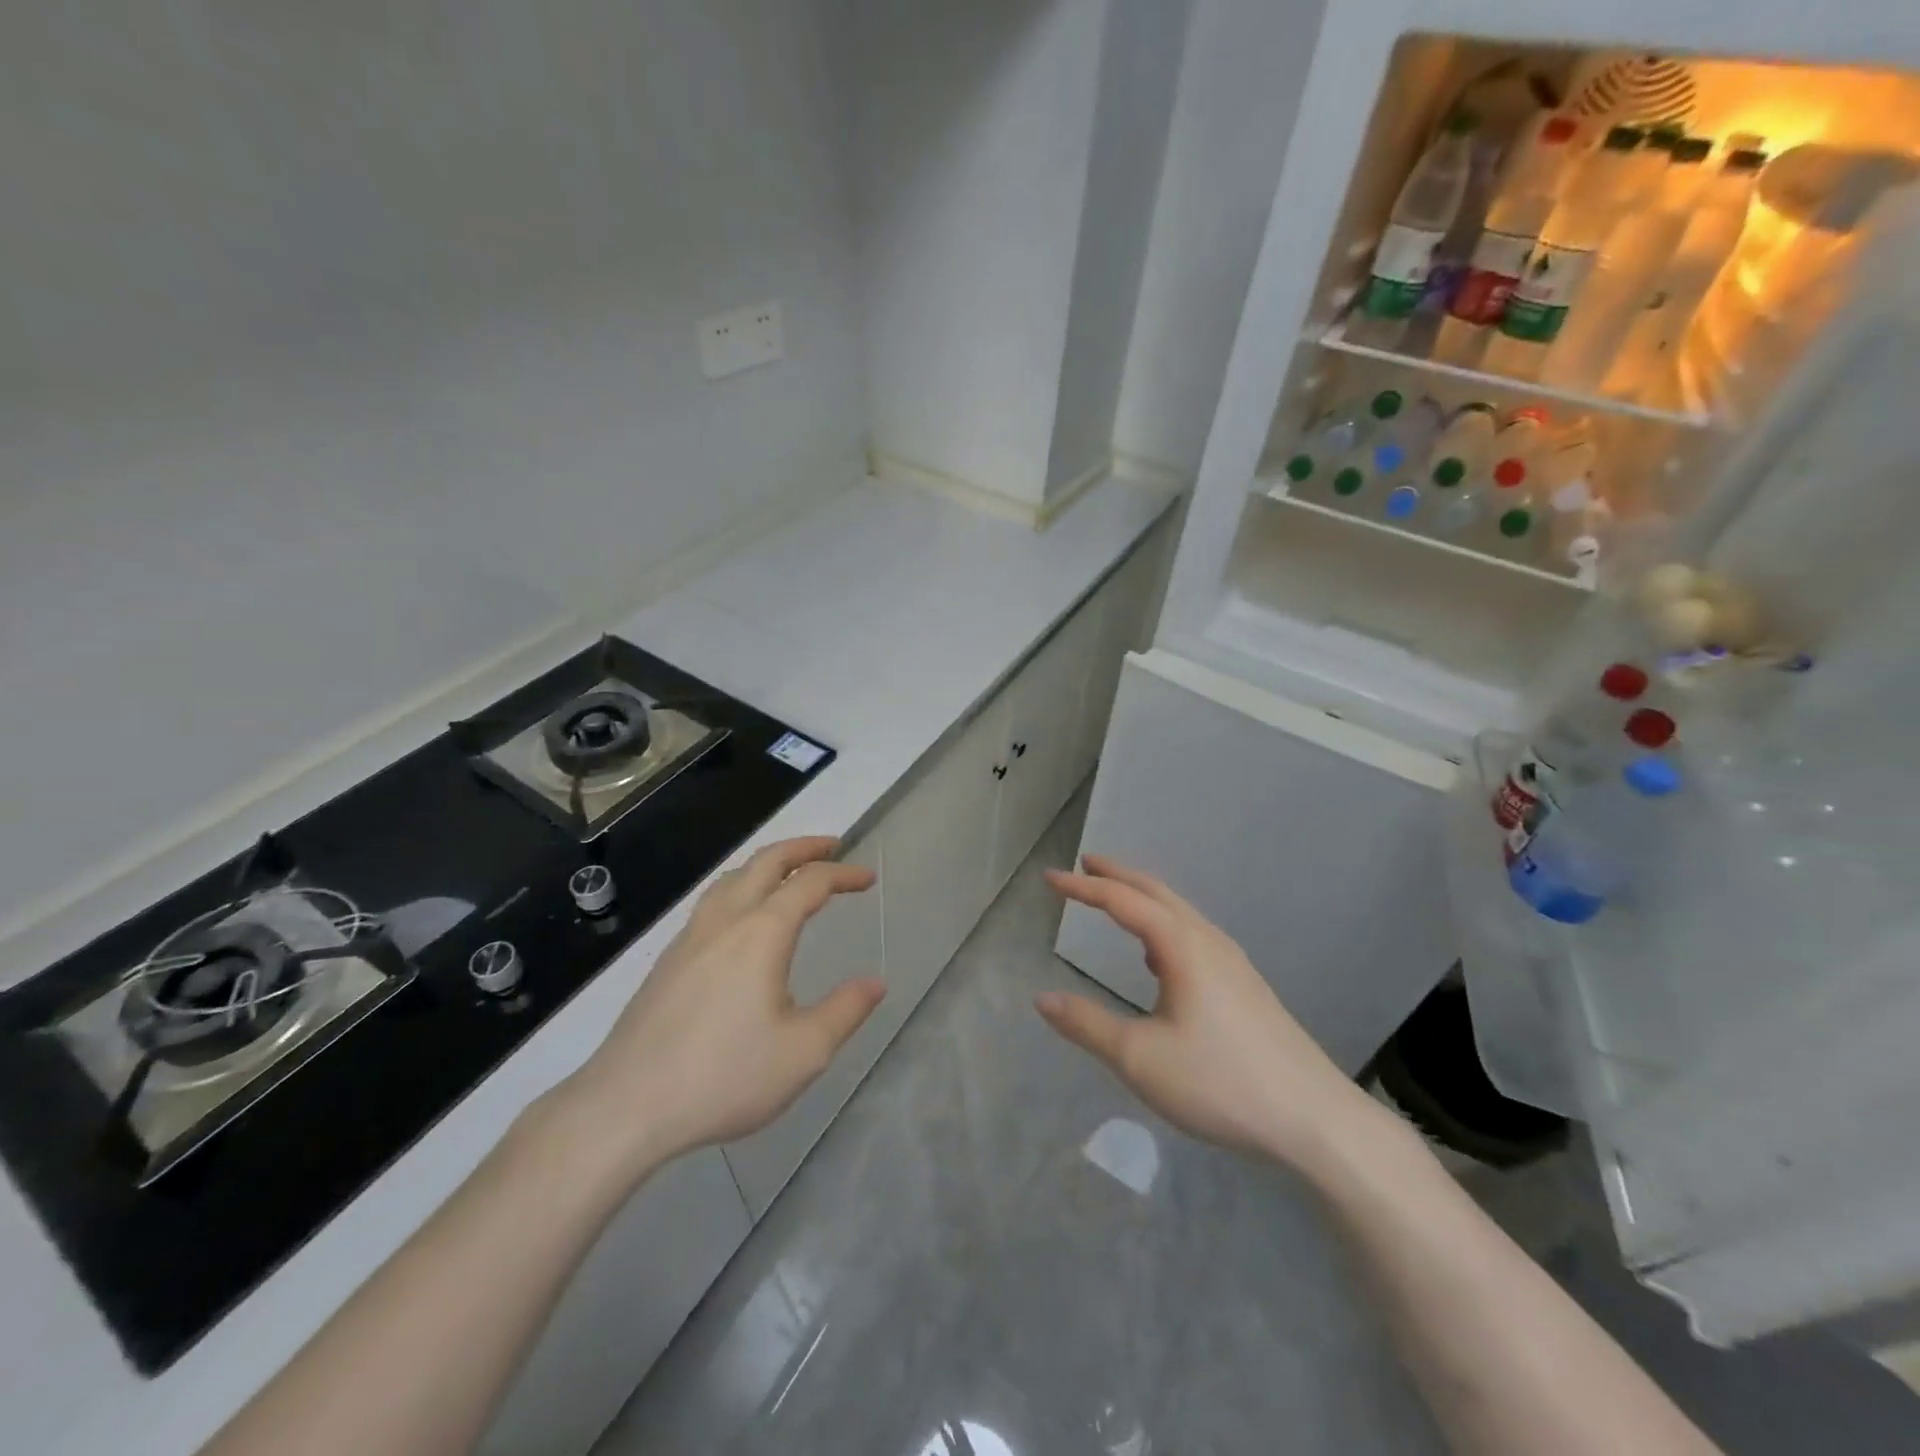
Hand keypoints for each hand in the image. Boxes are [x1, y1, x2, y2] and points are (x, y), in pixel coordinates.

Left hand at [558, 837, 882, 1175]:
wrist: (626, 1106)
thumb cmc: (724, 1077)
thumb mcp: (803, 1052)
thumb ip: (845, 1011)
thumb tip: (876, 983)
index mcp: (762, 933)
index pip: (810, 882)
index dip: (843, 874)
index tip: (868, 878)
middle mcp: (725, 921)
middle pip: (766, 862)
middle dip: (803, 847)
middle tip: (833, 847)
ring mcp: (690, 938)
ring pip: (732, 877)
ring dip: (768, 863)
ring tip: (789, 872)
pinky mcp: (668, 960)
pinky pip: (712, 901)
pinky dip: (741, 887)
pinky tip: (742, 919)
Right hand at [1038, 855, 1384, 1171]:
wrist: (1314, 1119)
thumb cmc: (1221, 1082)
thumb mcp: (1140, 1058)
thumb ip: (1087, 1025)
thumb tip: (1042, 999)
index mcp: (1181, 946)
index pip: (1122, 901)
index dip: (1083, 887)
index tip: (1050, 877)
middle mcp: (1208, 941)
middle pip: (1156, 892)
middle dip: (1117, 875)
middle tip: (1084, 863)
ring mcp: (1233, 962)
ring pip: (1179, 912)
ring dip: (1143, 898)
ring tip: (1115, 900)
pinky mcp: (1245, 986)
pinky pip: (1194, 935)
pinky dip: (1164, 924)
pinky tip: (1157, 957)